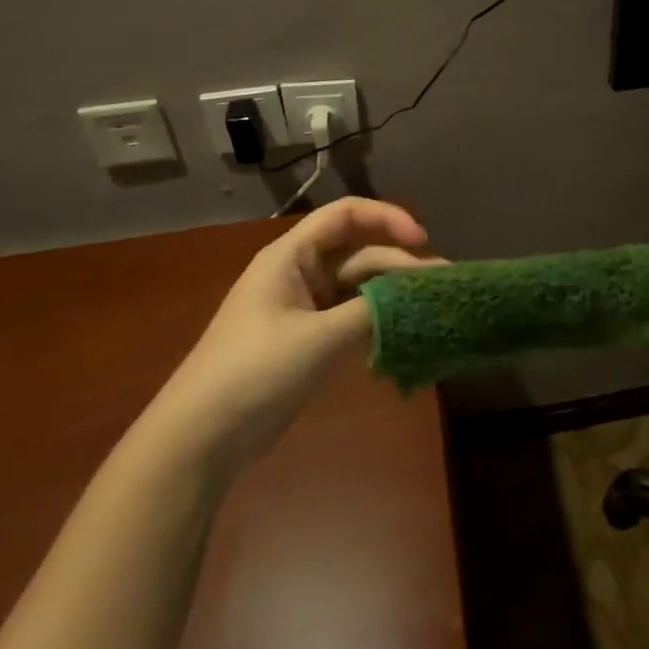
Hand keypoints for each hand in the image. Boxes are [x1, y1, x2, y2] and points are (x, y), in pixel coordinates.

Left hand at [152, 198, 442, 459]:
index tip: (422, 241)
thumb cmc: (255, 371)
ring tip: (435, 306)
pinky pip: (354, 316)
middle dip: (401, 263)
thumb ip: (371, 312)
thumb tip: (416, 299)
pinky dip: (380, 320)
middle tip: (445, 284)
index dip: (387, 218)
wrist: (203, 434)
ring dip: (394, 293)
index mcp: (292, 256)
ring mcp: (305, 308)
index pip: (345, 215)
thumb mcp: (318, 338)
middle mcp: (300, 273)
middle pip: (359, 253)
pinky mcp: (311, 339)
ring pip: (360, 287)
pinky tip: (408, 331)